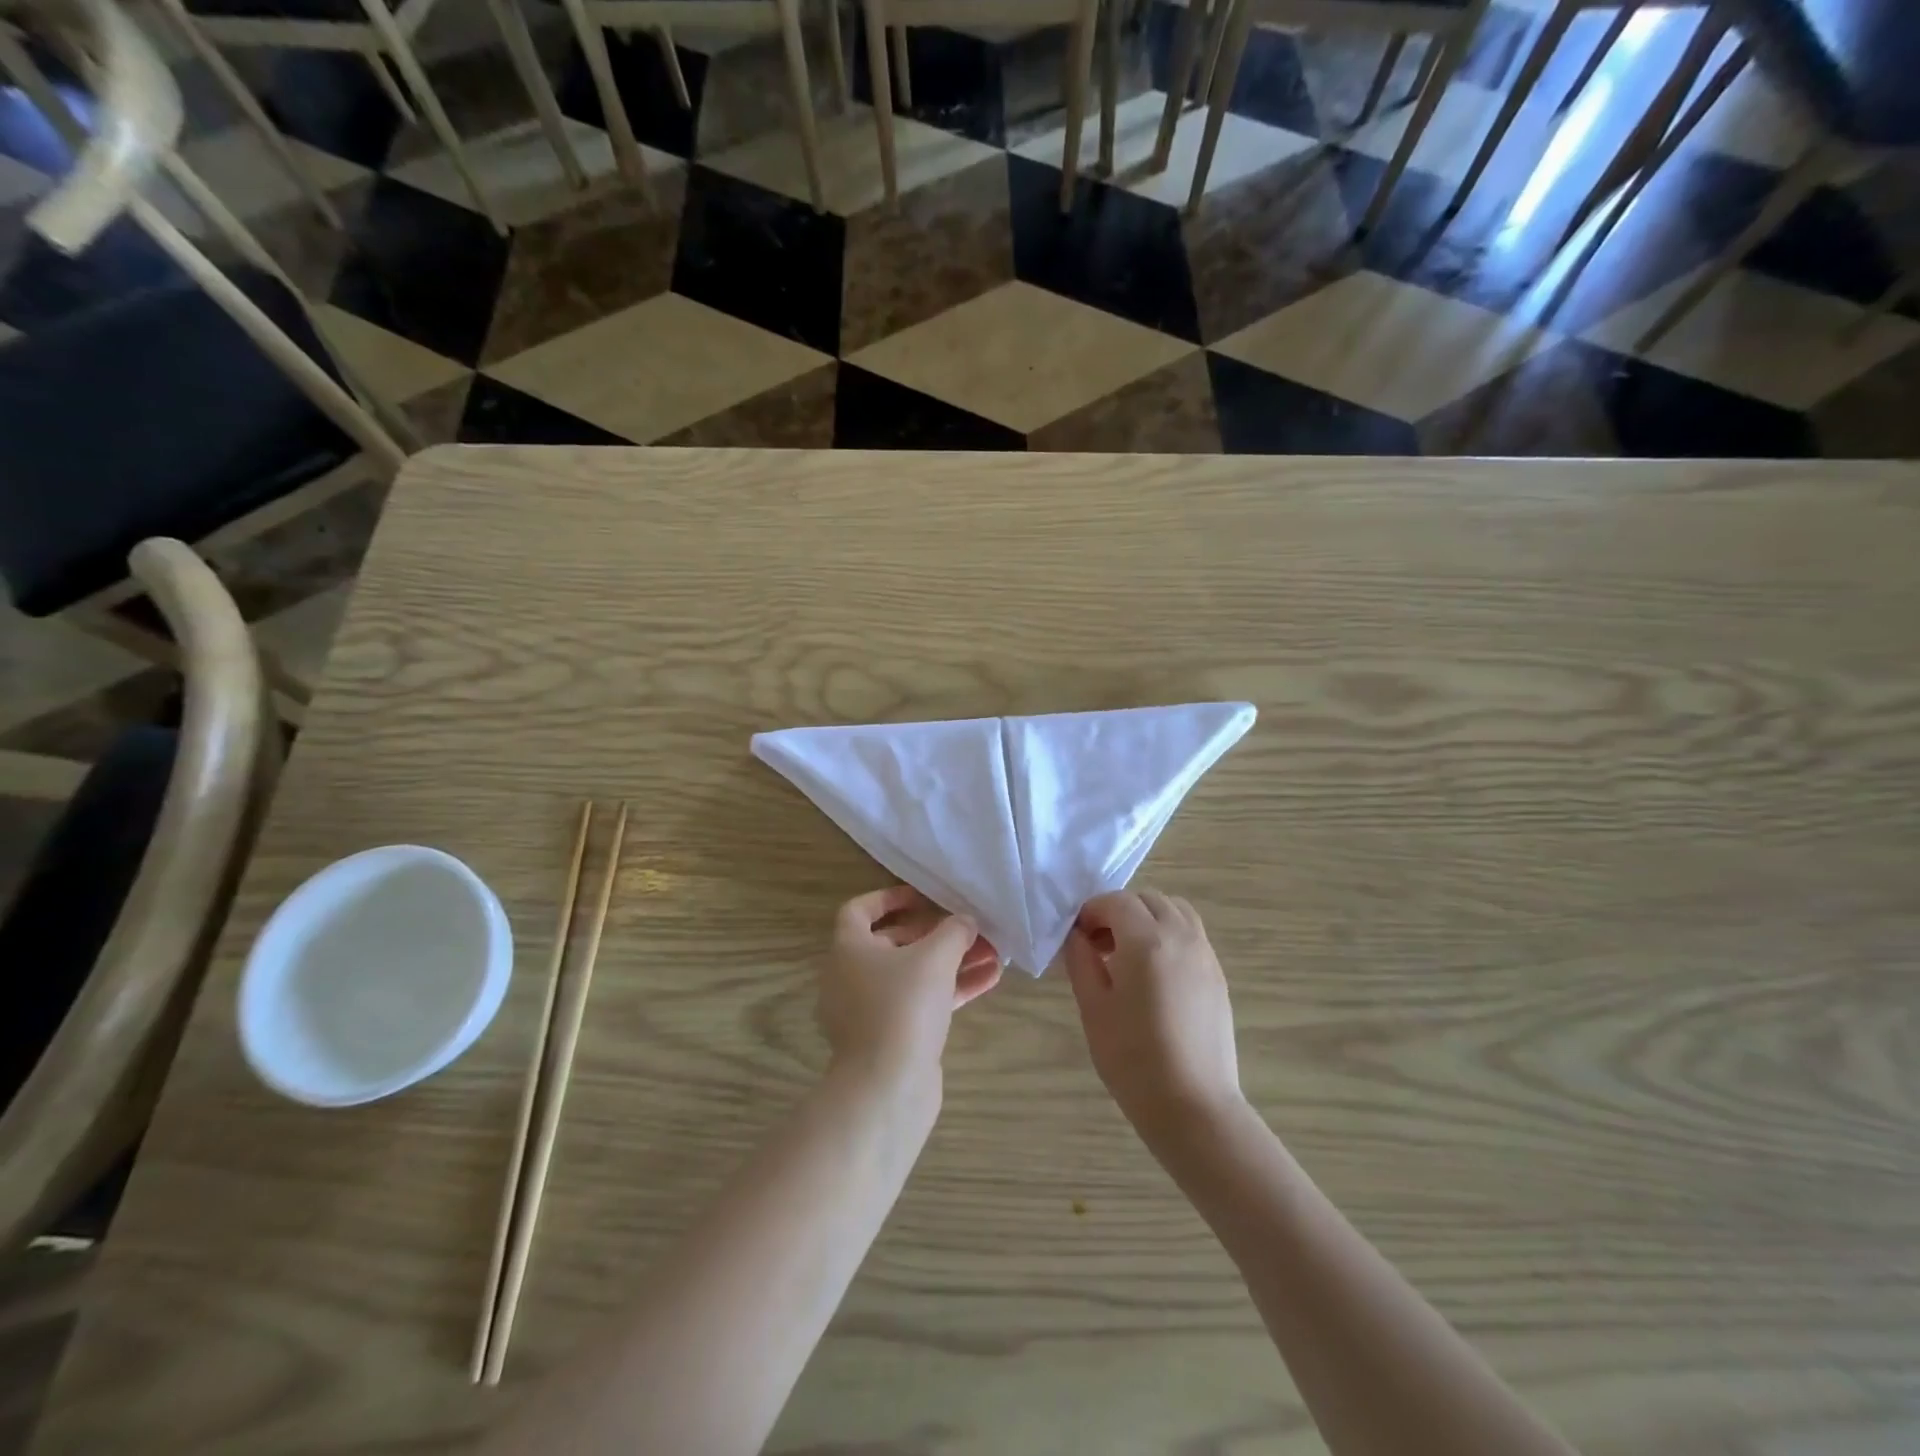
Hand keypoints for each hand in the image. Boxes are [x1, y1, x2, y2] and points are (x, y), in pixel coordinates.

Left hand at [820, 886, 1000, 1086]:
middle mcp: (851, 977)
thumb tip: (965, 921)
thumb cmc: (903, 1006)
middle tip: (971, 929)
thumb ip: (953, 931)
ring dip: (952, 963)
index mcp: (849, 949)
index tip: (924, 897)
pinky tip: (989, 981)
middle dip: (937, 934)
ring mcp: (870, 1011)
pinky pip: (921, 1004)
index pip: (859, 910)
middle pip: (895, 943)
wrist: (887, 1088)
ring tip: (993, 954)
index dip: (890, 898)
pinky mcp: (891, 1038)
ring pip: (913, 976)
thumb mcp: (935, 957)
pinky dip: (951, 991)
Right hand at [1063, 890, 1241, 1136]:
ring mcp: (1205, 955)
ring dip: (1147, 918)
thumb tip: (1077, 935)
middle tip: (1099, 944)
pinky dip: (1168, 935)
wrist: (1193, 1106)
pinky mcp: (1217, 975)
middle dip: (1119, 911)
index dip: (1091, 911)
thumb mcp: (1093, 1007)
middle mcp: (1181, 936)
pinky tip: (1153, 974)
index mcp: (1146, 940)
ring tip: (1128, 954)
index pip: (1116, 901)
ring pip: (1175, 911)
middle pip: (1148, 899)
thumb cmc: (1133, 1059)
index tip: (1077, 937)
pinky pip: (1191, 935)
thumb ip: (1081, 960)